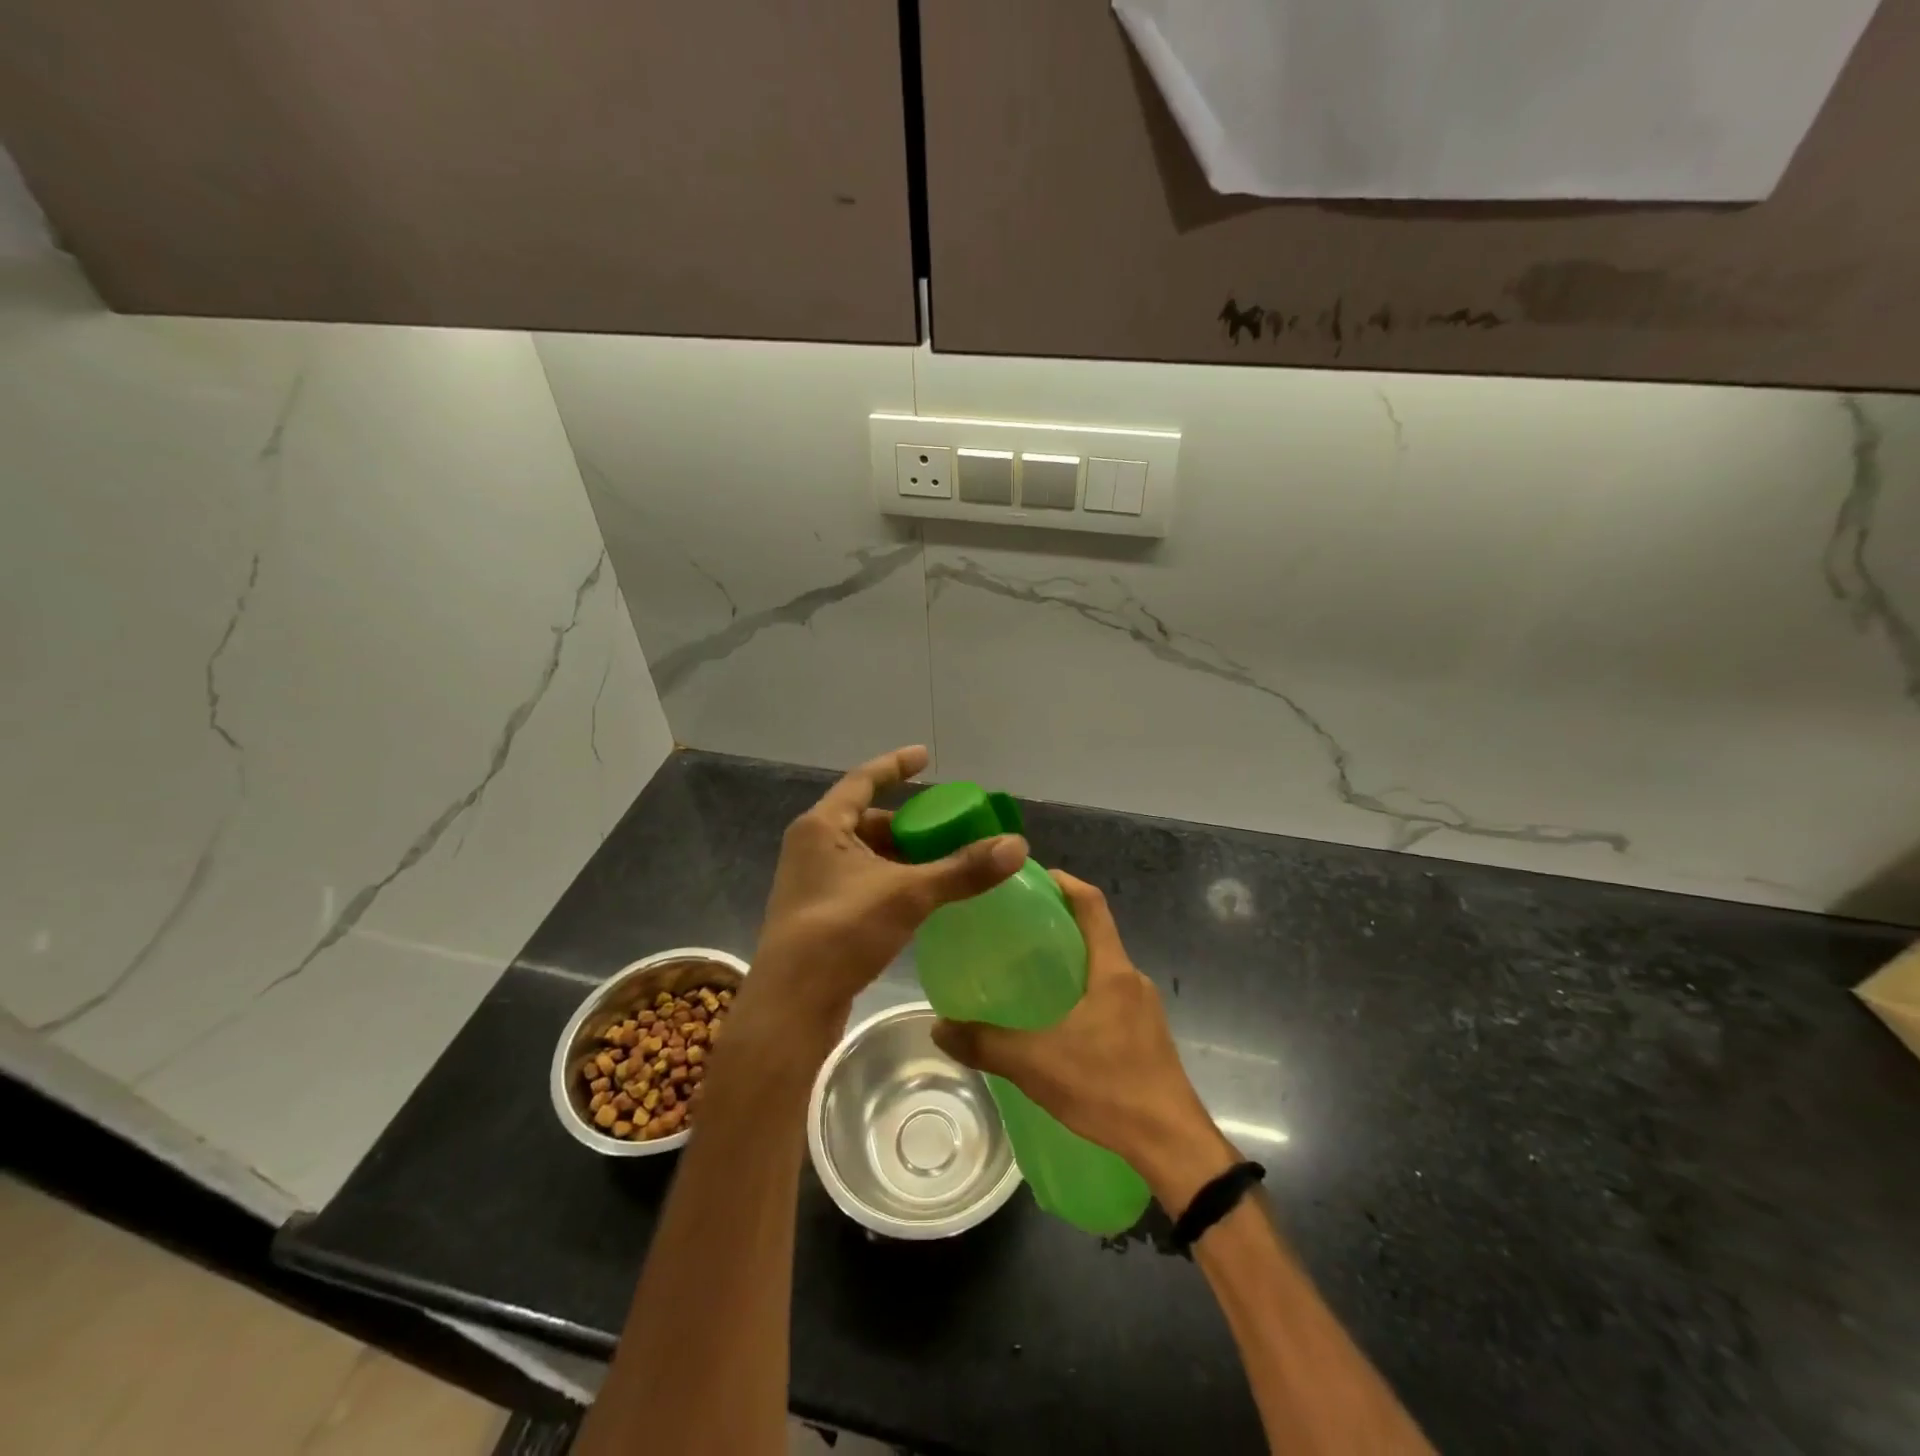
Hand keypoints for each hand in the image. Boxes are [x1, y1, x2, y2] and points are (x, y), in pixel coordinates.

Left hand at [748, 746, 1027, 1034]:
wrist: (792, 1006)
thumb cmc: (842, 932)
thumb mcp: (907, 894)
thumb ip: (962, 870)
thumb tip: (1017, 845)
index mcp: (821, 826)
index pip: (863, 779)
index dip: (895, 765)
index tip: (925, 758)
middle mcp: (811, 846)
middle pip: (867, 819)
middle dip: (908, 823)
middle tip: (948, 827)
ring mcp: (812, 881)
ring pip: (865, 854)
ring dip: (901, 855)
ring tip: (943, 862)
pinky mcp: (818, 913)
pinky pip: (862, 880)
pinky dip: (891, 880)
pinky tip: (919, 897)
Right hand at [932, 871, 1236, 1213]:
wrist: (1172, 1146)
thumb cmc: (1109, 1089)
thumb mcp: (1037, 1064)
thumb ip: (986, 1044)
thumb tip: (939, 1027)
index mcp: (1113, 971)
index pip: (1093, 905)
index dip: (1065, 882)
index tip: (1033, 876)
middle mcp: (1133, 981)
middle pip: (1097, 934)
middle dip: (1060, 923)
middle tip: (1016, 928)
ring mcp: (1144, 1011)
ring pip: (1103, 969)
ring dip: (1072, 961)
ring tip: (1029, 972)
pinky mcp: (1147, 1038)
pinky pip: (1110, 997)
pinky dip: (1082, 992)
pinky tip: (1056, 1021)